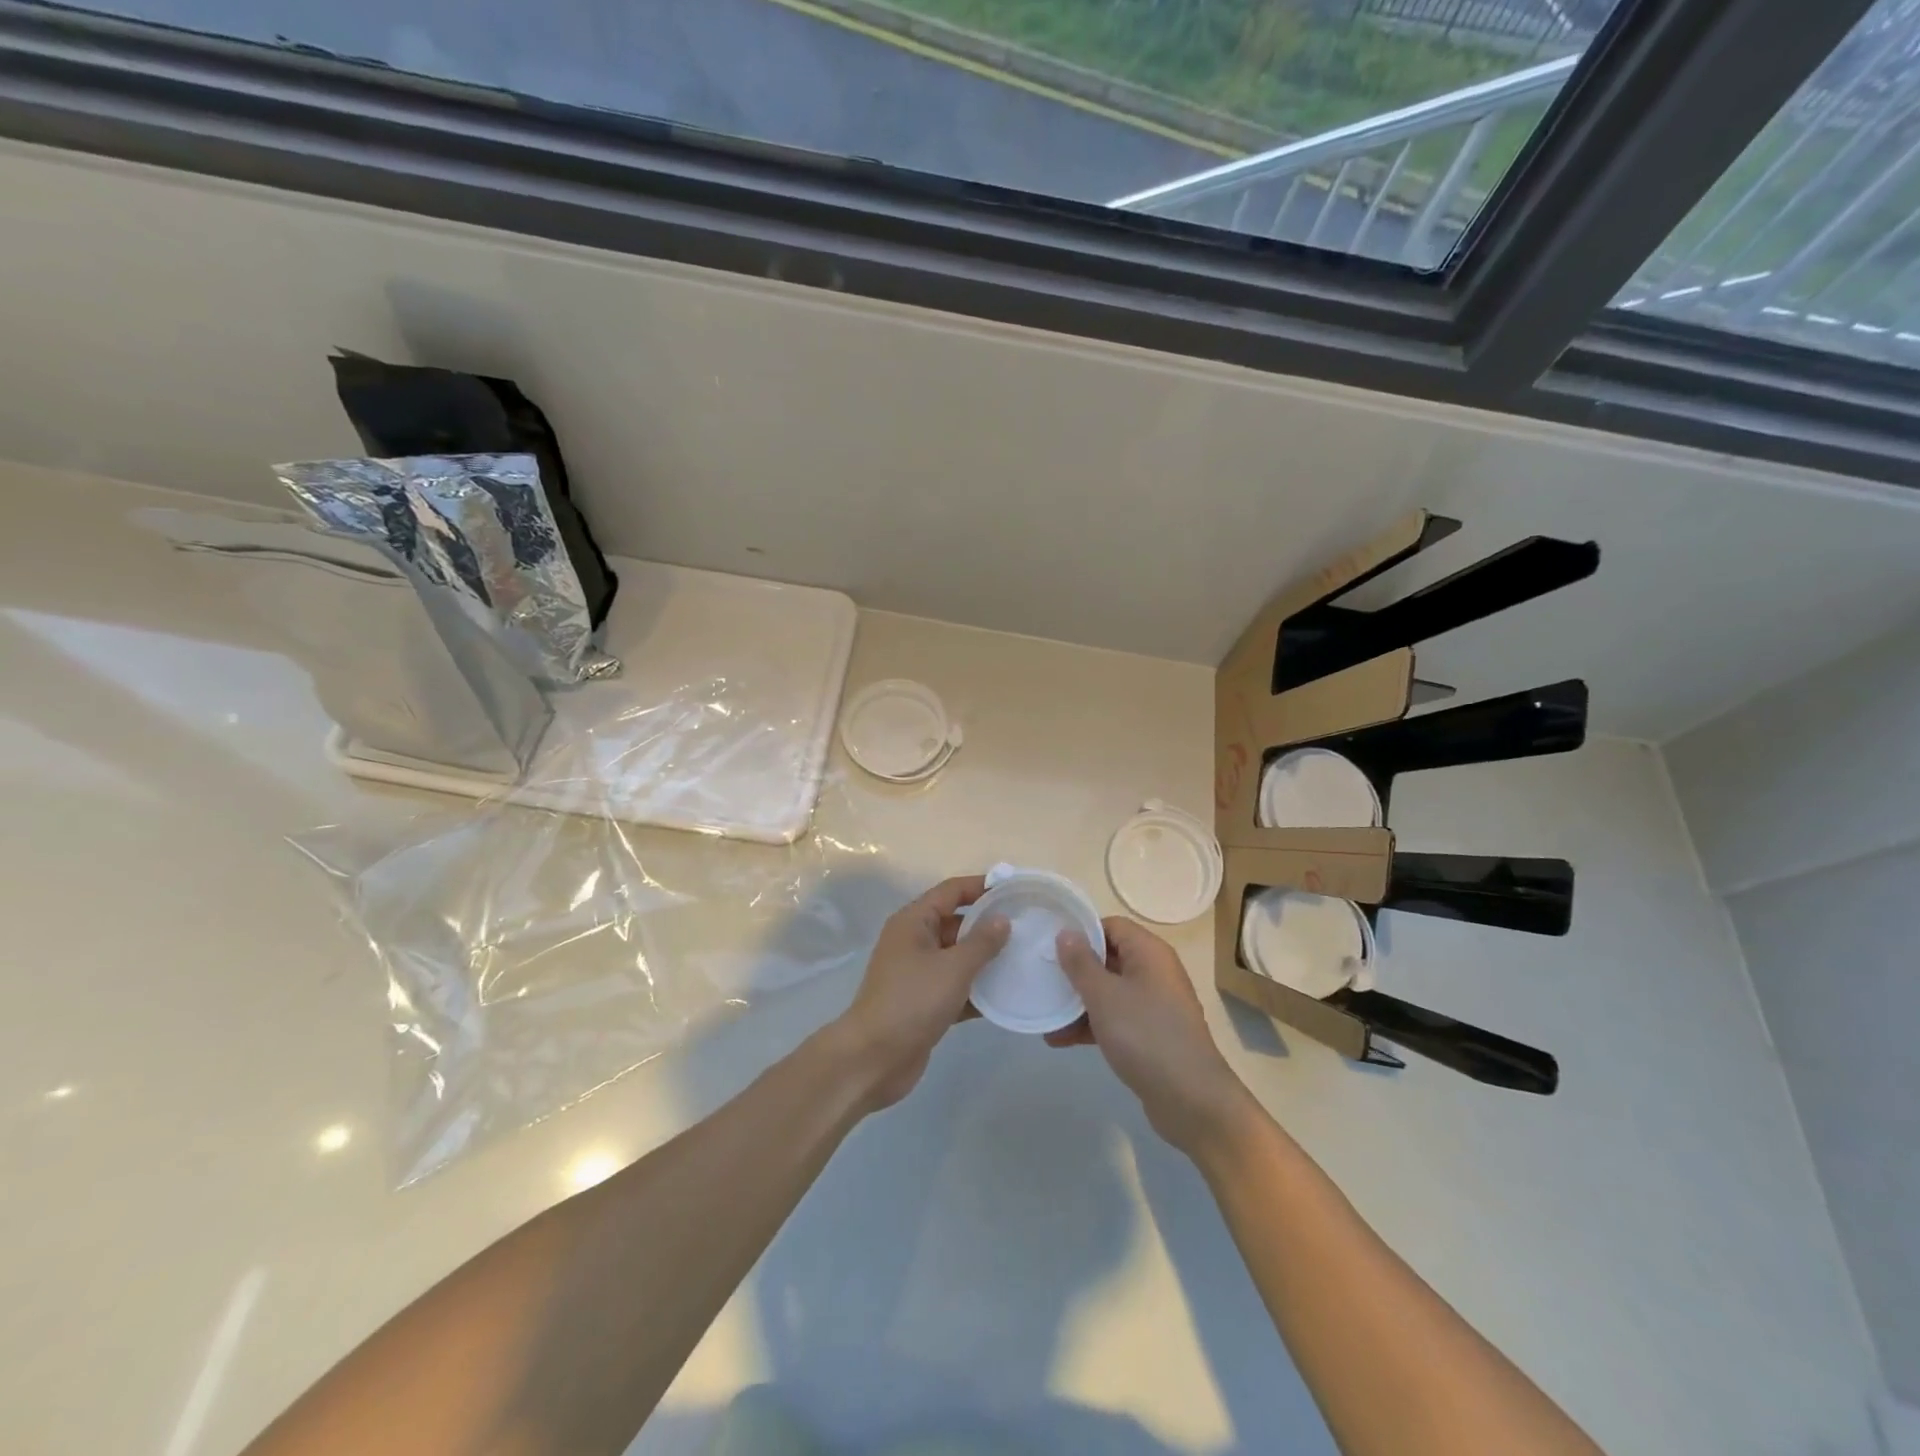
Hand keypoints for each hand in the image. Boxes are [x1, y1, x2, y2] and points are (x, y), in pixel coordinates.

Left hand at [829, 876, 1009, 1112]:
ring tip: (1023, 960)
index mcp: (914, 922)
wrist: (874, 1059)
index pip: (951, 891)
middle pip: (956, 923)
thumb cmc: (912, 1001)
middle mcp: (914, 941)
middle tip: (1027, 928)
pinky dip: (977, 990)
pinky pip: (956, 987)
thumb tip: (1003, 919)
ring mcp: (917, 974)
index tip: (1014, 890)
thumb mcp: (953, 967)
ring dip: (986, 960)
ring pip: (958, 957)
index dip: (981, 887)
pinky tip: (1007, 996)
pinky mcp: (924, 1003)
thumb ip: (982, 942)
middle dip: (988, 925)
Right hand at [1051, 917, 1253, 1157]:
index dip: (1081, 932)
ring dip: (1078, 1002)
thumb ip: (1081, 963)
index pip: (1111, 926)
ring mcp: (1155, 1005)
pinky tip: (1060, 1039)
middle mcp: (1155, 972)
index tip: (1049, 944)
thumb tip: (1066, 932)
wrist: (1191, 1100)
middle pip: (1108, 958)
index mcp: (1149, 953)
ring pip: (1109, 991)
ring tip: (1045, 1016)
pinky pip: (1116, 1018)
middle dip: (1074, 971)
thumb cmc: (1145, 1035)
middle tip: (1041, 979)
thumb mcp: (1104, 996)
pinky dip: (1092, 1024)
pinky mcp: (1151, 1035)